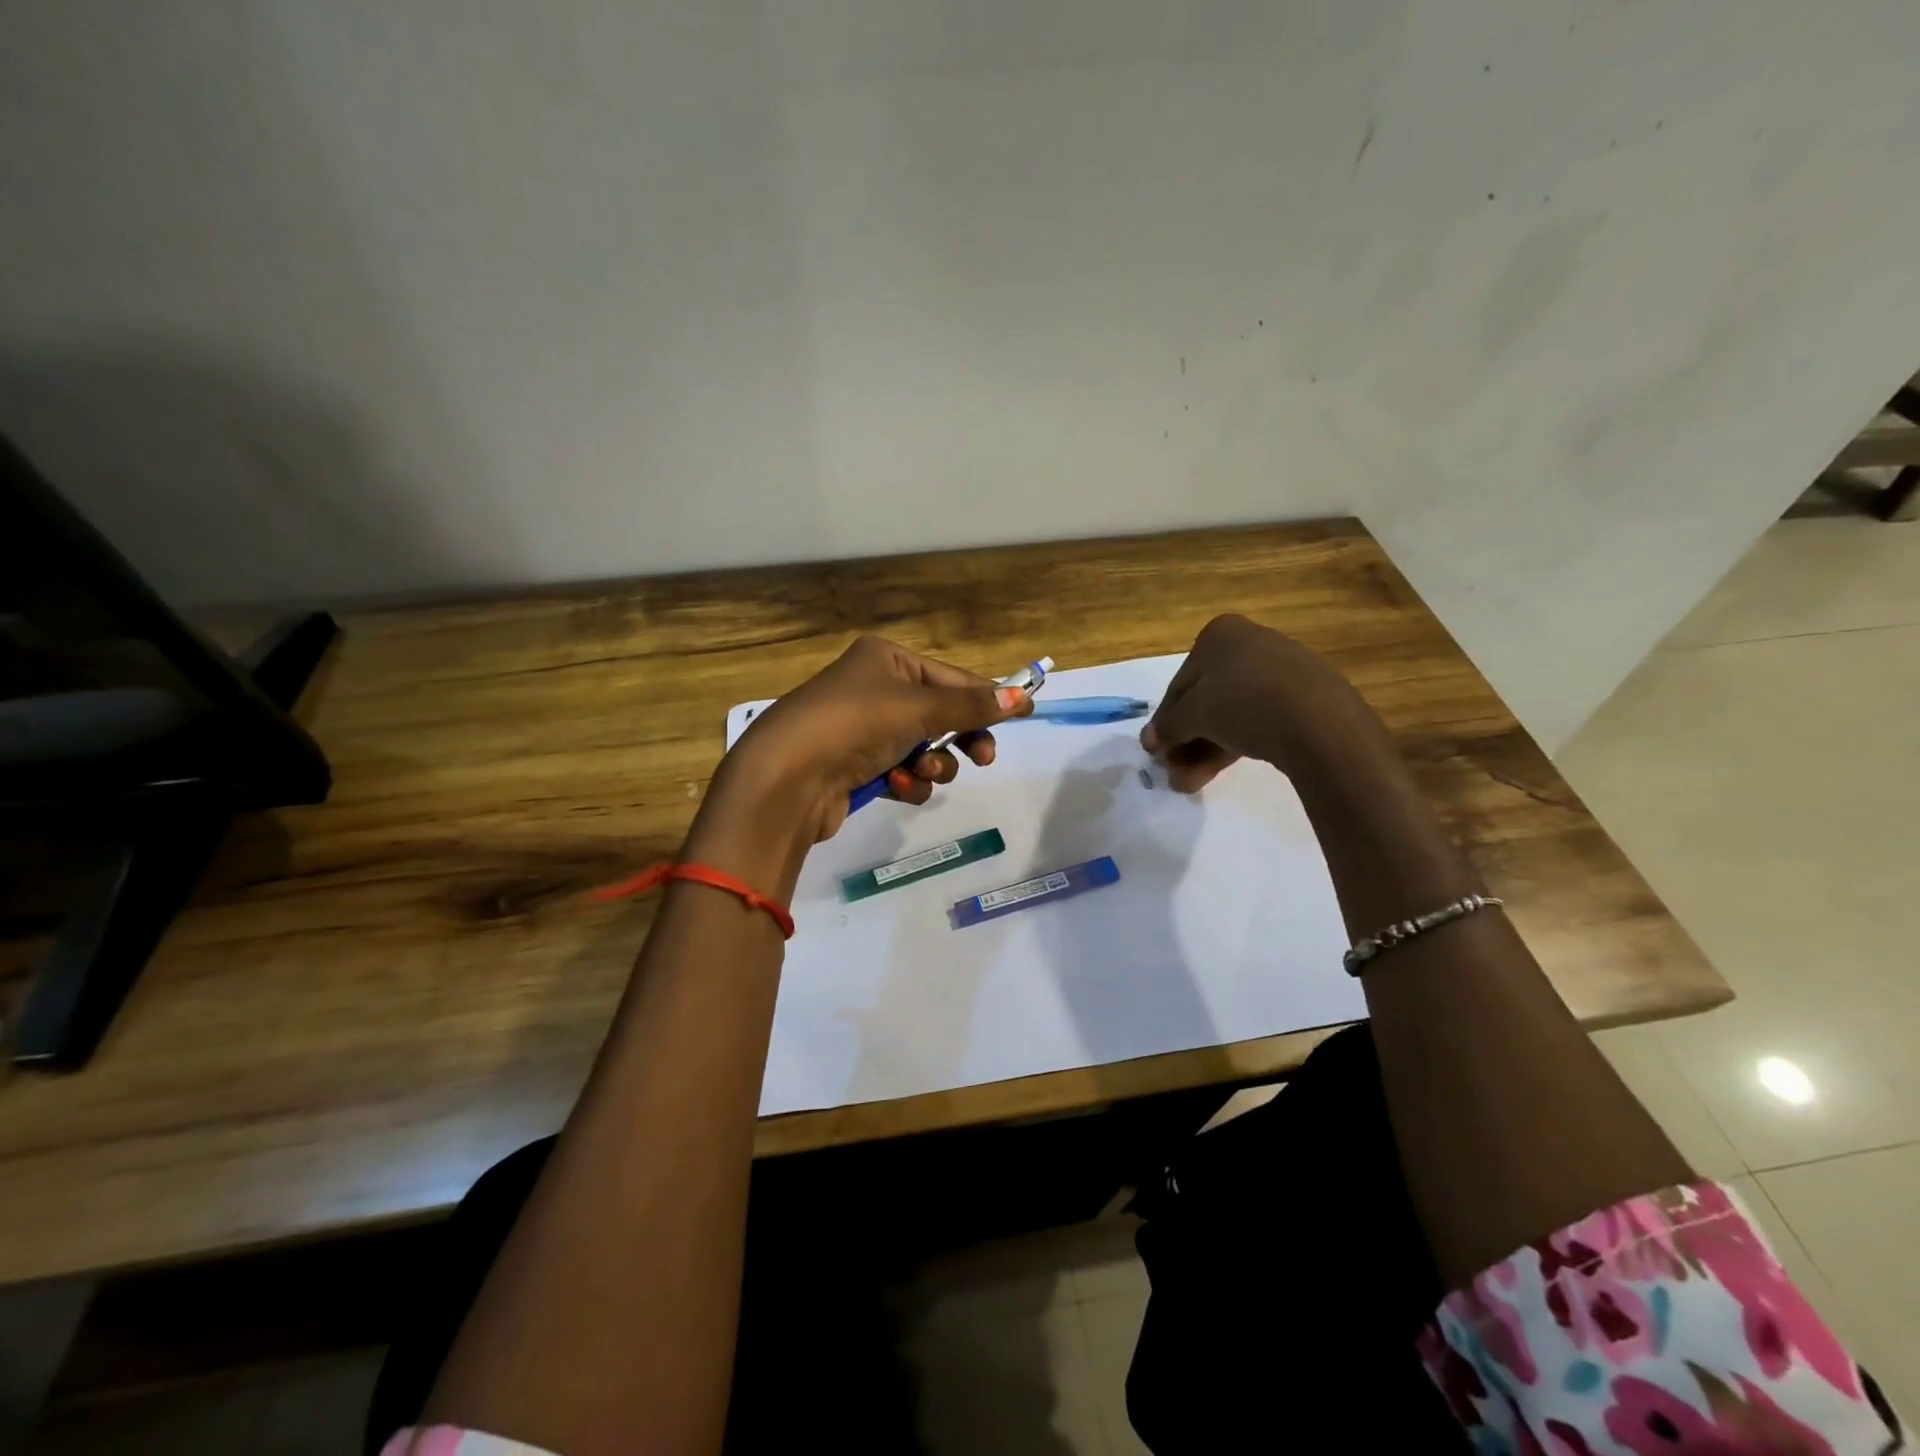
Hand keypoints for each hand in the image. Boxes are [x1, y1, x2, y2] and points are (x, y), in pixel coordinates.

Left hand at [717, 636, 1032, 845]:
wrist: (788, 778)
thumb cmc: (856, 723)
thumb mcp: (920, 708)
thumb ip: (973, 706)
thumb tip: (1024, 697)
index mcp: (885, 659)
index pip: (950, 677)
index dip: (986, 697)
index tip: (1022, 715)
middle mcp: (873, 688)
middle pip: (940, 714)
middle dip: (960, 738)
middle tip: (983, 758)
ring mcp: (863, 730)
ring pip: (924, 748)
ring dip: (932, 764)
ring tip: (921, 770)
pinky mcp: (856, 768)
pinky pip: (901, 772)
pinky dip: (907, 781)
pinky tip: (897, 787)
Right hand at [1143, 615, 1381, 791]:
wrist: (1320, 721)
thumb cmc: (1244, 703)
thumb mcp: (1193, 715)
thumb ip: (1168, 727)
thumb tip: (1150, 740)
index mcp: (1219, 634)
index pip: (1180, 684)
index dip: (1165, 720)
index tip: (1156, 750)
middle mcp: (1250, 643)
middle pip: (1206, 699)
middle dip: (1187, 740)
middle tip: (1174, 772)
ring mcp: (1281, 670)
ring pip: (1231, 713)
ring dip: (1205, 749)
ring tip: (1191, 784)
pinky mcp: (1305, 697)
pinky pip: (1259, 719)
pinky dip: (1236, 743)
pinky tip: (1221, 772)